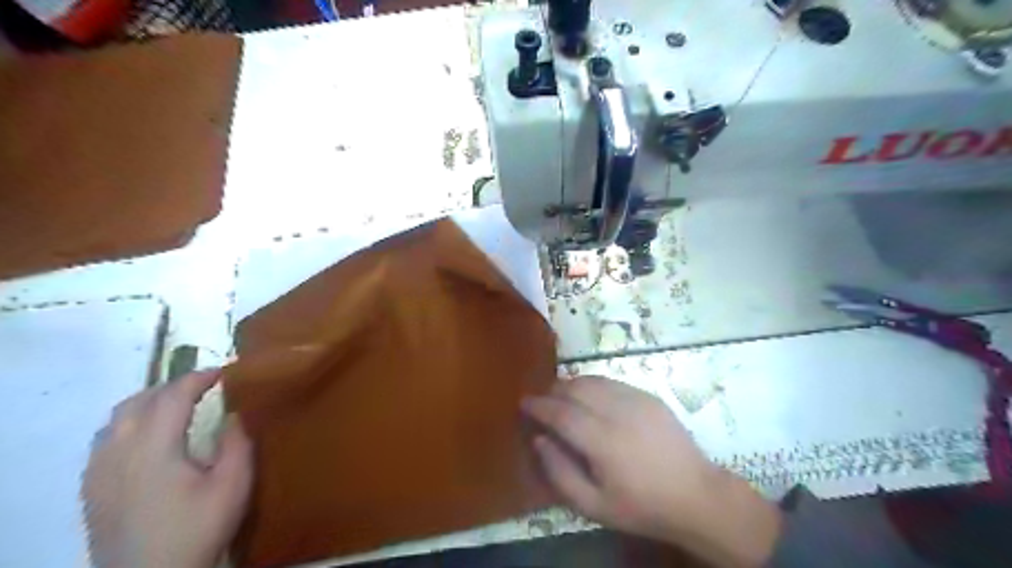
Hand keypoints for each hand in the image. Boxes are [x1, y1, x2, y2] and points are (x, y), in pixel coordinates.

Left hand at [82, 368, 256, 567]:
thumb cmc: (198, 527)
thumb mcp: (234, 484)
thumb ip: (237, 443)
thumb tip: (234, 414)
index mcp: (154, 448)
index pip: (172, 396)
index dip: (198, 378)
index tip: (224, 372)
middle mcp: (118, 453)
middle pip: (138, 402)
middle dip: (172, 386)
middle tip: (203, 386)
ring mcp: (98, 472)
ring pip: (116, 420)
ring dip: (147, 403)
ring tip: (176, 406)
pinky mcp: (91, 490)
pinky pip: (104, 441)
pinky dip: (128, 425)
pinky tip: (147, 439)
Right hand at [526, 378, 775, 567]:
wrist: (696, 496)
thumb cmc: (641, 506)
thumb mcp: (594, 506)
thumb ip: (560, 472)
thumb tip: (539, 440)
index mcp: (602, 440)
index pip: (560, 412)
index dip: (538, 405)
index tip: (523, 402)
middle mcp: (617, 411)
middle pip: (575, 388)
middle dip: (553, 391)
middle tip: (542, 400)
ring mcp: (636, 399)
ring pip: (593, 380)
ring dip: (572, 384)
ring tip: (563, 396)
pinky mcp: (649, 396)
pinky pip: (612, 382)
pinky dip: (593, 385)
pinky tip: (591, 398)